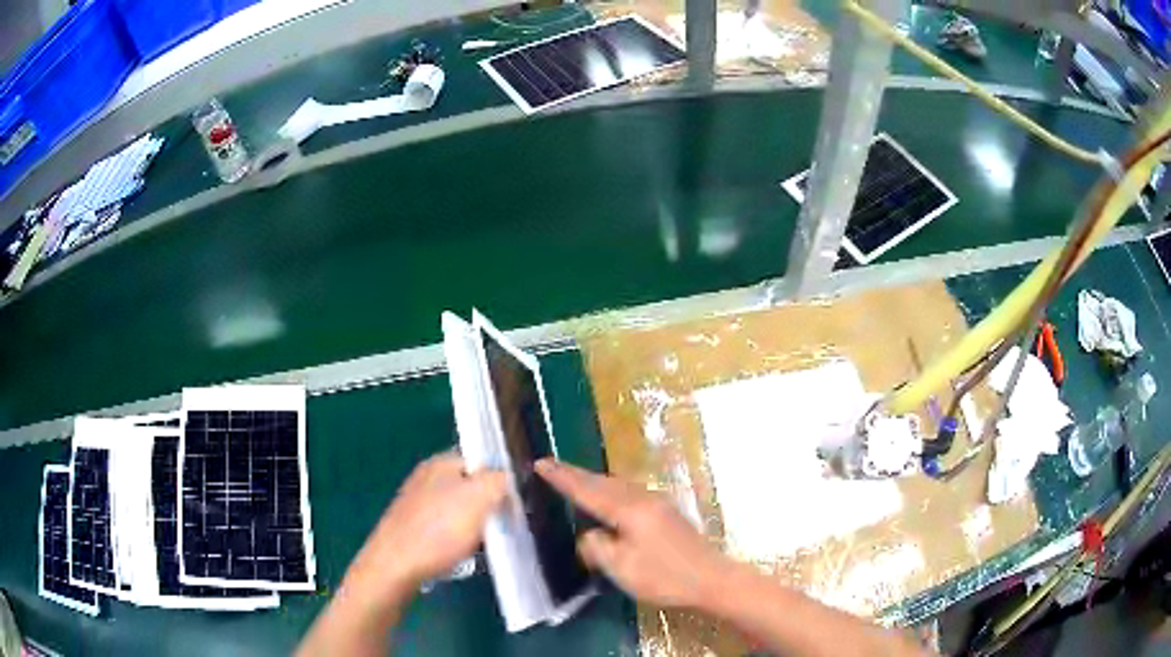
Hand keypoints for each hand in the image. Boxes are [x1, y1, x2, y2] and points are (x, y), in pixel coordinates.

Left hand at [345, 452, 507, 600]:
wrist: (395, 567)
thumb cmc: (438, 531)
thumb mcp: (479, 499)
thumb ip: (498, 480)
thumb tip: (507, 477)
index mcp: (440, 463)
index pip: (480, 460)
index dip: (501, 479)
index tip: (514, 503)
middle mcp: (426, 478)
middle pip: (469, 486)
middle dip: (488, 505)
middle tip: (502, 525)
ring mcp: (416, 504)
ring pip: (457, 509)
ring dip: (473, 525)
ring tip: (483, 543)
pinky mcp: (412, 528)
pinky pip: (444, 528)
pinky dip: (456, 540)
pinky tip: (461, 554)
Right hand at [536, 459, 728, 608]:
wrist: (712, 578)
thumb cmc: (665, 576)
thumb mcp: (622, 568)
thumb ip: (597, 548)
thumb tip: (588, 535)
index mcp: (629, 510)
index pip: (587, 490)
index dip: (562, 478)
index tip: (540, 463)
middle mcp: (643, 498)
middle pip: (602, 481)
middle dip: (575, 474)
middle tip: (550, 466)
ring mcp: (658, 503)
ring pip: (617, 484)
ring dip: (593, 480)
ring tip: (573, 479)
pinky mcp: (666, 512)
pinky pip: (628, 492)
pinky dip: (609, 489)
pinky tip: (609, 498)